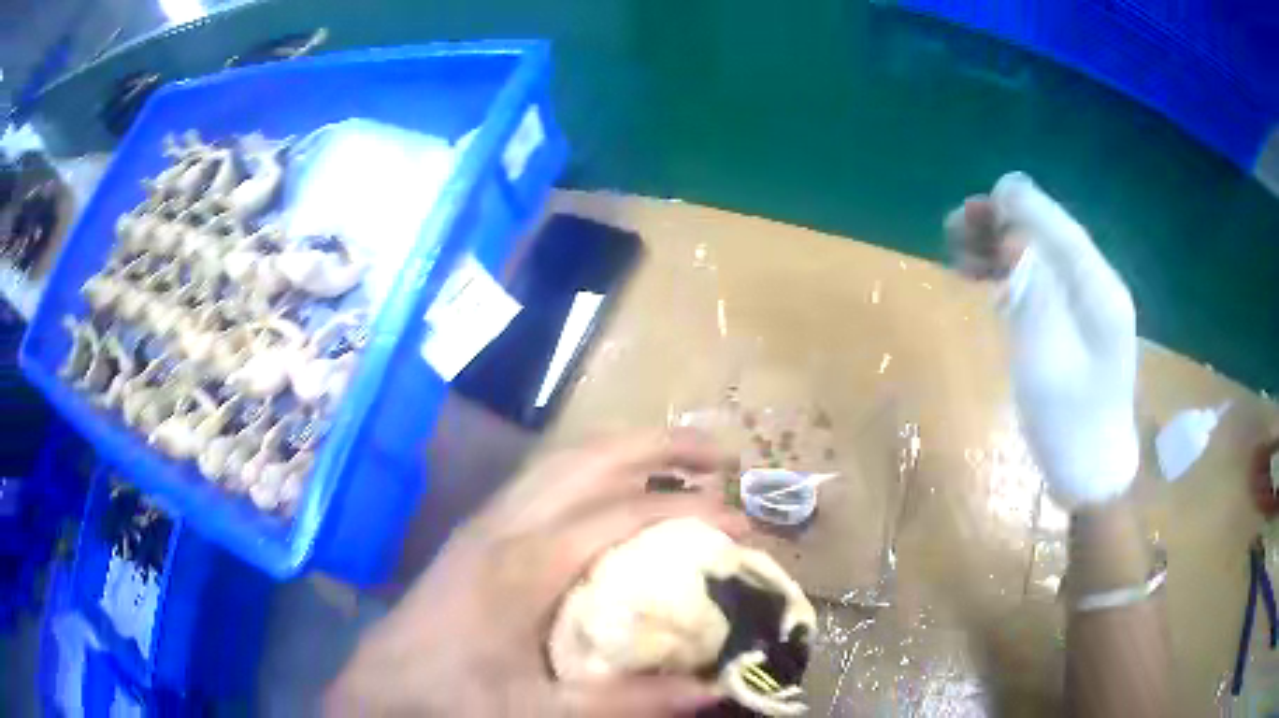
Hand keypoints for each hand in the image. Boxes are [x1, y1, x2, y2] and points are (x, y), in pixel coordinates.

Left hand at [326, 430, 748, 716]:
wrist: (384, 681)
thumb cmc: (457, 697)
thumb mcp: (543, 713)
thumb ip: (629, 703)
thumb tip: (713, 690)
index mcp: (526, 565)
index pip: (624, 515)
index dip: (691, 513)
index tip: (743, 524)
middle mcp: (509, 523)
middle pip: (594, 458)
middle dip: (664, 446)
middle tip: (722, 457)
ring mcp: (489, 518)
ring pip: (568, 457)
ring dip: (629, 448)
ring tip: (681, 459)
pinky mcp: (479, 527)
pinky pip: (547, 475)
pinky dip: (595, 465)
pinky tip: (615, 486)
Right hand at [948, 172, 1138, 507]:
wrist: (1091, 476)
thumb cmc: (1071, 426)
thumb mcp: (1048, 361)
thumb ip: (1034, 292)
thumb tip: (1013, 234)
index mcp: (1098, 290)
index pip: (1058, 227)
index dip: (1018, 206)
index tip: (976, 206)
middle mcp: (1094, 287)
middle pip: (1047, 236)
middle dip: (1003, 225)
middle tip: (953, 231)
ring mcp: (1084, 306)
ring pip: (1039, 257)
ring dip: (999, 248)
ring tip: (957, 252)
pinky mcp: (1071, 325)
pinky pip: (1038, 283)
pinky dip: (1008, 275)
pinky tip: (983, 277)